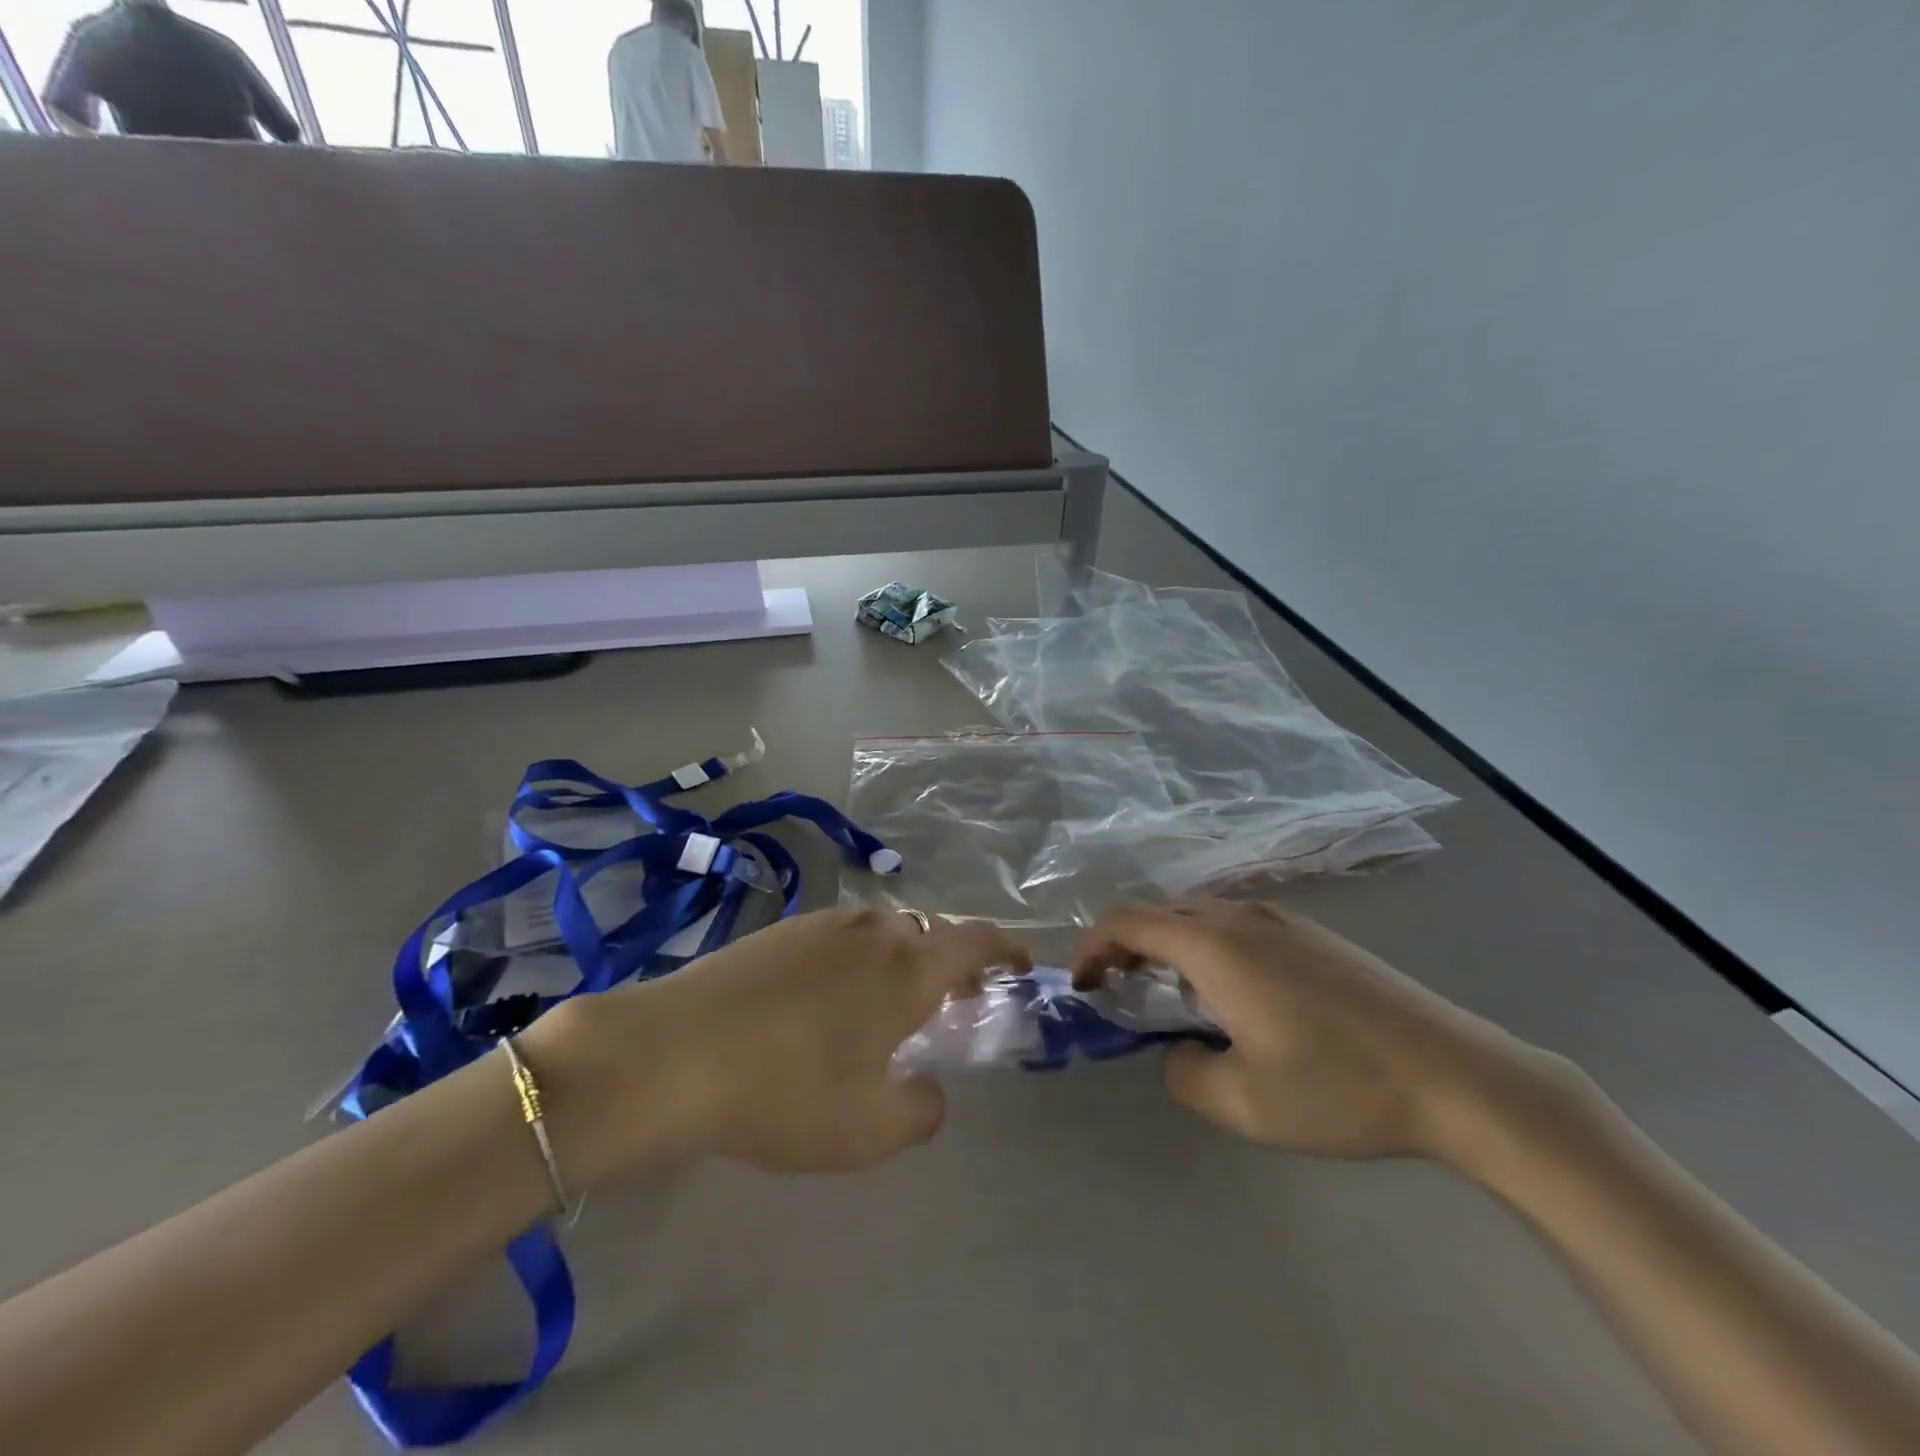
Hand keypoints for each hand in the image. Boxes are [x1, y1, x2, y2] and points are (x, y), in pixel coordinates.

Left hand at [525, 909, 1029, 1181]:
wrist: (673, 1051)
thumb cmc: (786, 1090)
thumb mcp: (869, 1129)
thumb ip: (920, 1109)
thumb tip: (927, 1089)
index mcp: (907, 966)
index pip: (976, 940)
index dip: (1006, 949)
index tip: (1021, 965)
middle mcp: (873, 930)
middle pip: (929, 933)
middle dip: (951, 963)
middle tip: (951, 1001)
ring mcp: (823, 924)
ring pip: (883, 931)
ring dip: (901, 959)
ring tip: (889, 1001)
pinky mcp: (780, 930)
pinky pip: (841, 937)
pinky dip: (857, 959)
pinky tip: (828, 998)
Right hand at [1073, 899, 1545, 1159]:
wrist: (1458, 1074)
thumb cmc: (1340, 1086)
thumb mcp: (1243, 1102)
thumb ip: (1184, 1073)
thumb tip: (1177, 1050)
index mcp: (1215, 946)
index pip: (1129, 922)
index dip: (1092, 947)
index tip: (1081, 984)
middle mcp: (1242, 918)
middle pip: (1161, 913)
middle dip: (1126, 946)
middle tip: (1118, 992)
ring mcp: (1283, 921)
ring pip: (1200, 917)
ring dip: (1168, 946)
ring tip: (1170, 995)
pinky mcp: (1314, 936)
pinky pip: (1236, 926)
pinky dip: (1207, 947)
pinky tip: (1232, 994)